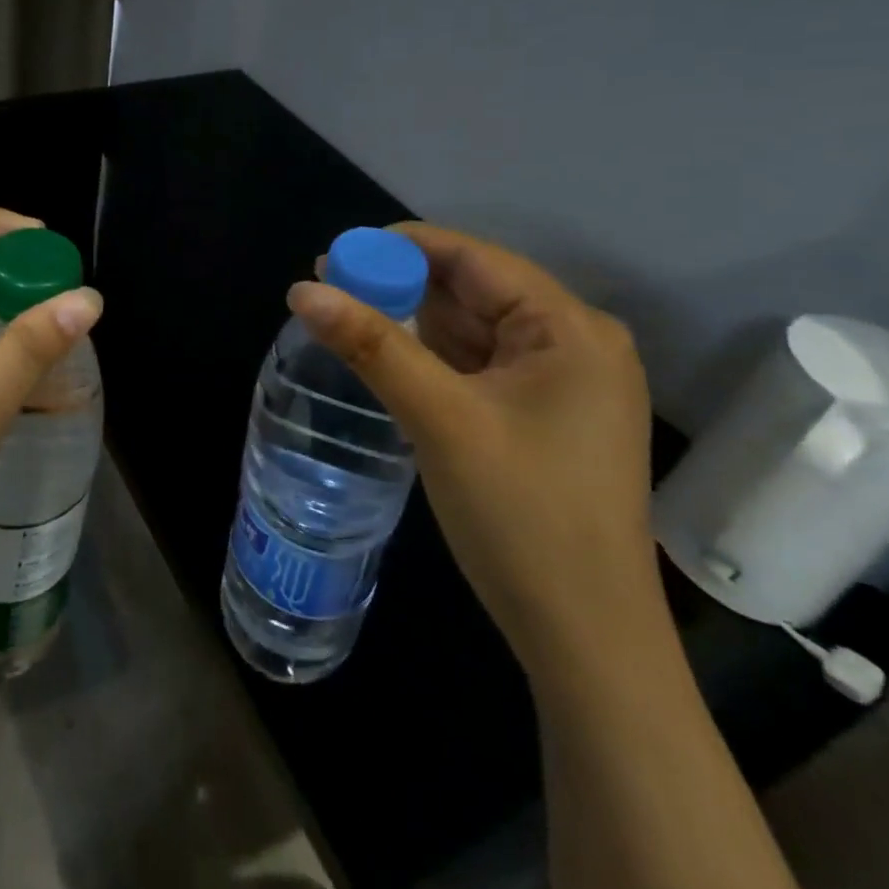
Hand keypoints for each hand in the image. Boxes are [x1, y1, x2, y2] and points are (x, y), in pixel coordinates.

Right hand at [289, 223, 659, 683]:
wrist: (586, 641)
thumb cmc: (521, 517)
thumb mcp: (439, 419)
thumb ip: (371, 345)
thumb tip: (302, 290)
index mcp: (570, 329)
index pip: (474, 259)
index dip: (402, 247)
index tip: (337, 254)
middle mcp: (576, 343)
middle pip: (474, 290)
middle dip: (402, 285)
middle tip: (330, 286)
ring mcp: (564, 383)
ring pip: (474, 328)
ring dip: (415, 321)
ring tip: (347, 315)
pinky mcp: (546, 416)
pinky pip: (481, 364)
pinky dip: (435, 356)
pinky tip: (390, 356)